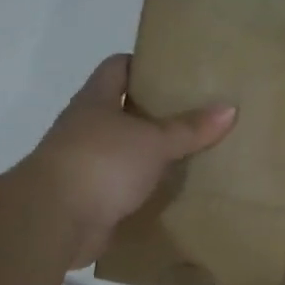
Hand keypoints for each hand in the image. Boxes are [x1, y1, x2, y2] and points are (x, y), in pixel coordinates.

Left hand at [29, 55, 236, 267]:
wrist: (54, 220)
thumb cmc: (101, 163)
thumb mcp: (153, 141)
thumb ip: (190, 128)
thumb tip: (230, 108)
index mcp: (95, 102)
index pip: (117, 68)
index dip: (143, 64)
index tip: (177, 72)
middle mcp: (87, 128)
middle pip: (124, 111)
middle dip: (157, 113)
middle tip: (197, 114)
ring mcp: (86, 164)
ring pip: (126, 151)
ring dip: (152, 154)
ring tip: (194, 152)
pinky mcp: (91, 198)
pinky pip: (125, 187)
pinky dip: (146, 188)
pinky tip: (174, 191)